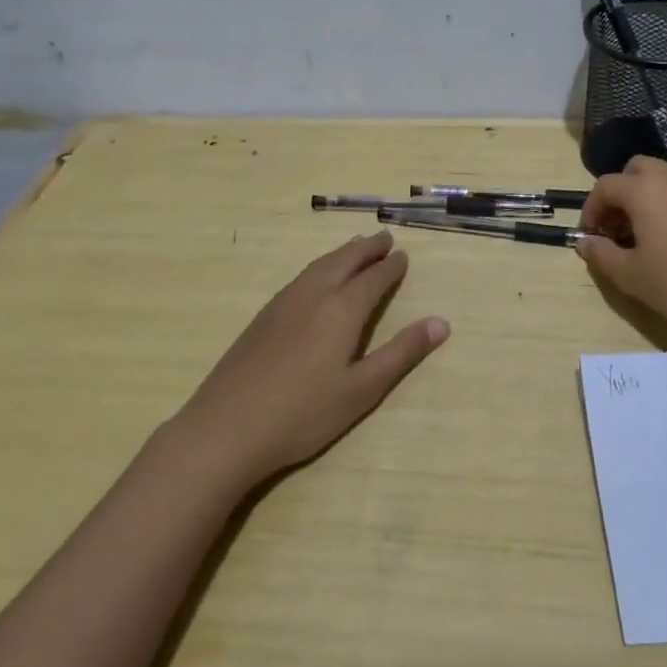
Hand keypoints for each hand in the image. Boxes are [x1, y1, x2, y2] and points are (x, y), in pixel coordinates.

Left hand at [169, 231, 448, 488]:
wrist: (225, 428)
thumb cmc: (303, 415)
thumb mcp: (362, 390)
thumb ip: (401, 353)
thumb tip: (441, 322)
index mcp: (341, 310)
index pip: (373, 279)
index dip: (391, 267)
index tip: (403, 256)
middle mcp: (313, 295)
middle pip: (344, 261)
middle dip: (367, 249)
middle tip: (384, 238)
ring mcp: (283, 303)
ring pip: (319, 266)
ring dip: (342, 253)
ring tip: (355, 247)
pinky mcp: (262, 317)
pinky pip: (300, 277)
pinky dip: (319, 266)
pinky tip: (316, 278)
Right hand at [577, 156, 666, 348]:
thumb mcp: (630, 275)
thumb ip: (601, 254)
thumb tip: (585, 242)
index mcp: (644, 189)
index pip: (605, 186)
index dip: (591, 209)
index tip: (590, 236)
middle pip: (635, 170)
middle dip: (619, 193)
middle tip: (614, 227)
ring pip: (661, 178)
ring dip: (643, 197)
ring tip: (640, 235)